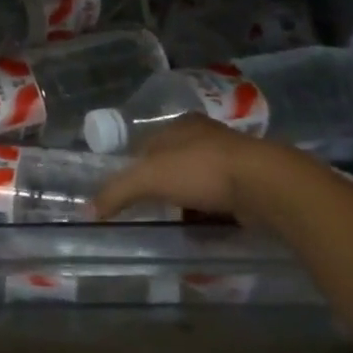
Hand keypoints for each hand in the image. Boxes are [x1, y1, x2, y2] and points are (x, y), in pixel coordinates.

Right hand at [93, 115, 286, 220]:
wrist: (265, 185)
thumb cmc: (200, 170)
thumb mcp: (148, 177)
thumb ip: (117, 191)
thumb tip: (87, 210)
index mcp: (181, 125)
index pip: (149, 144)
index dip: (136, 166)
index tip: (130, 191)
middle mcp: (207, 136)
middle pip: (175, 162)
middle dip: (165, 185)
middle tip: (152, 210)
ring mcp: (233, 159)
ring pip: (200, 181)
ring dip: (189, 200)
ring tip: (178, 222)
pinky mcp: (252, 182)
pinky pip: (222, 198)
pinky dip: (212, 212)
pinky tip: (205, 227)